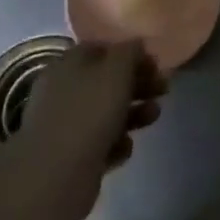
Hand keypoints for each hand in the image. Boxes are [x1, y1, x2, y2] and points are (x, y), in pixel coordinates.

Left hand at [18, 42, 166, 186]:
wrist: (56, 175)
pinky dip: (116, 143)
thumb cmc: (89, 112)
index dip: (130, 54)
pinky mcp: (70, 157)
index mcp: (68, 64)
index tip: (155, 65)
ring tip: (154, 116)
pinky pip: (100, 143)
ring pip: (106, 113)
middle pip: (106, 81)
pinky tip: (125, 148)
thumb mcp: (116, 71)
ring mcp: (65, 125)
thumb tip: (136, 44)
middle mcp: (62, 91)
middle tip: (163, 90)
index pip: (101, 49)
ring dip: (133, 113)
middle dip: (138, 84)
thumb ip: (129, 52)